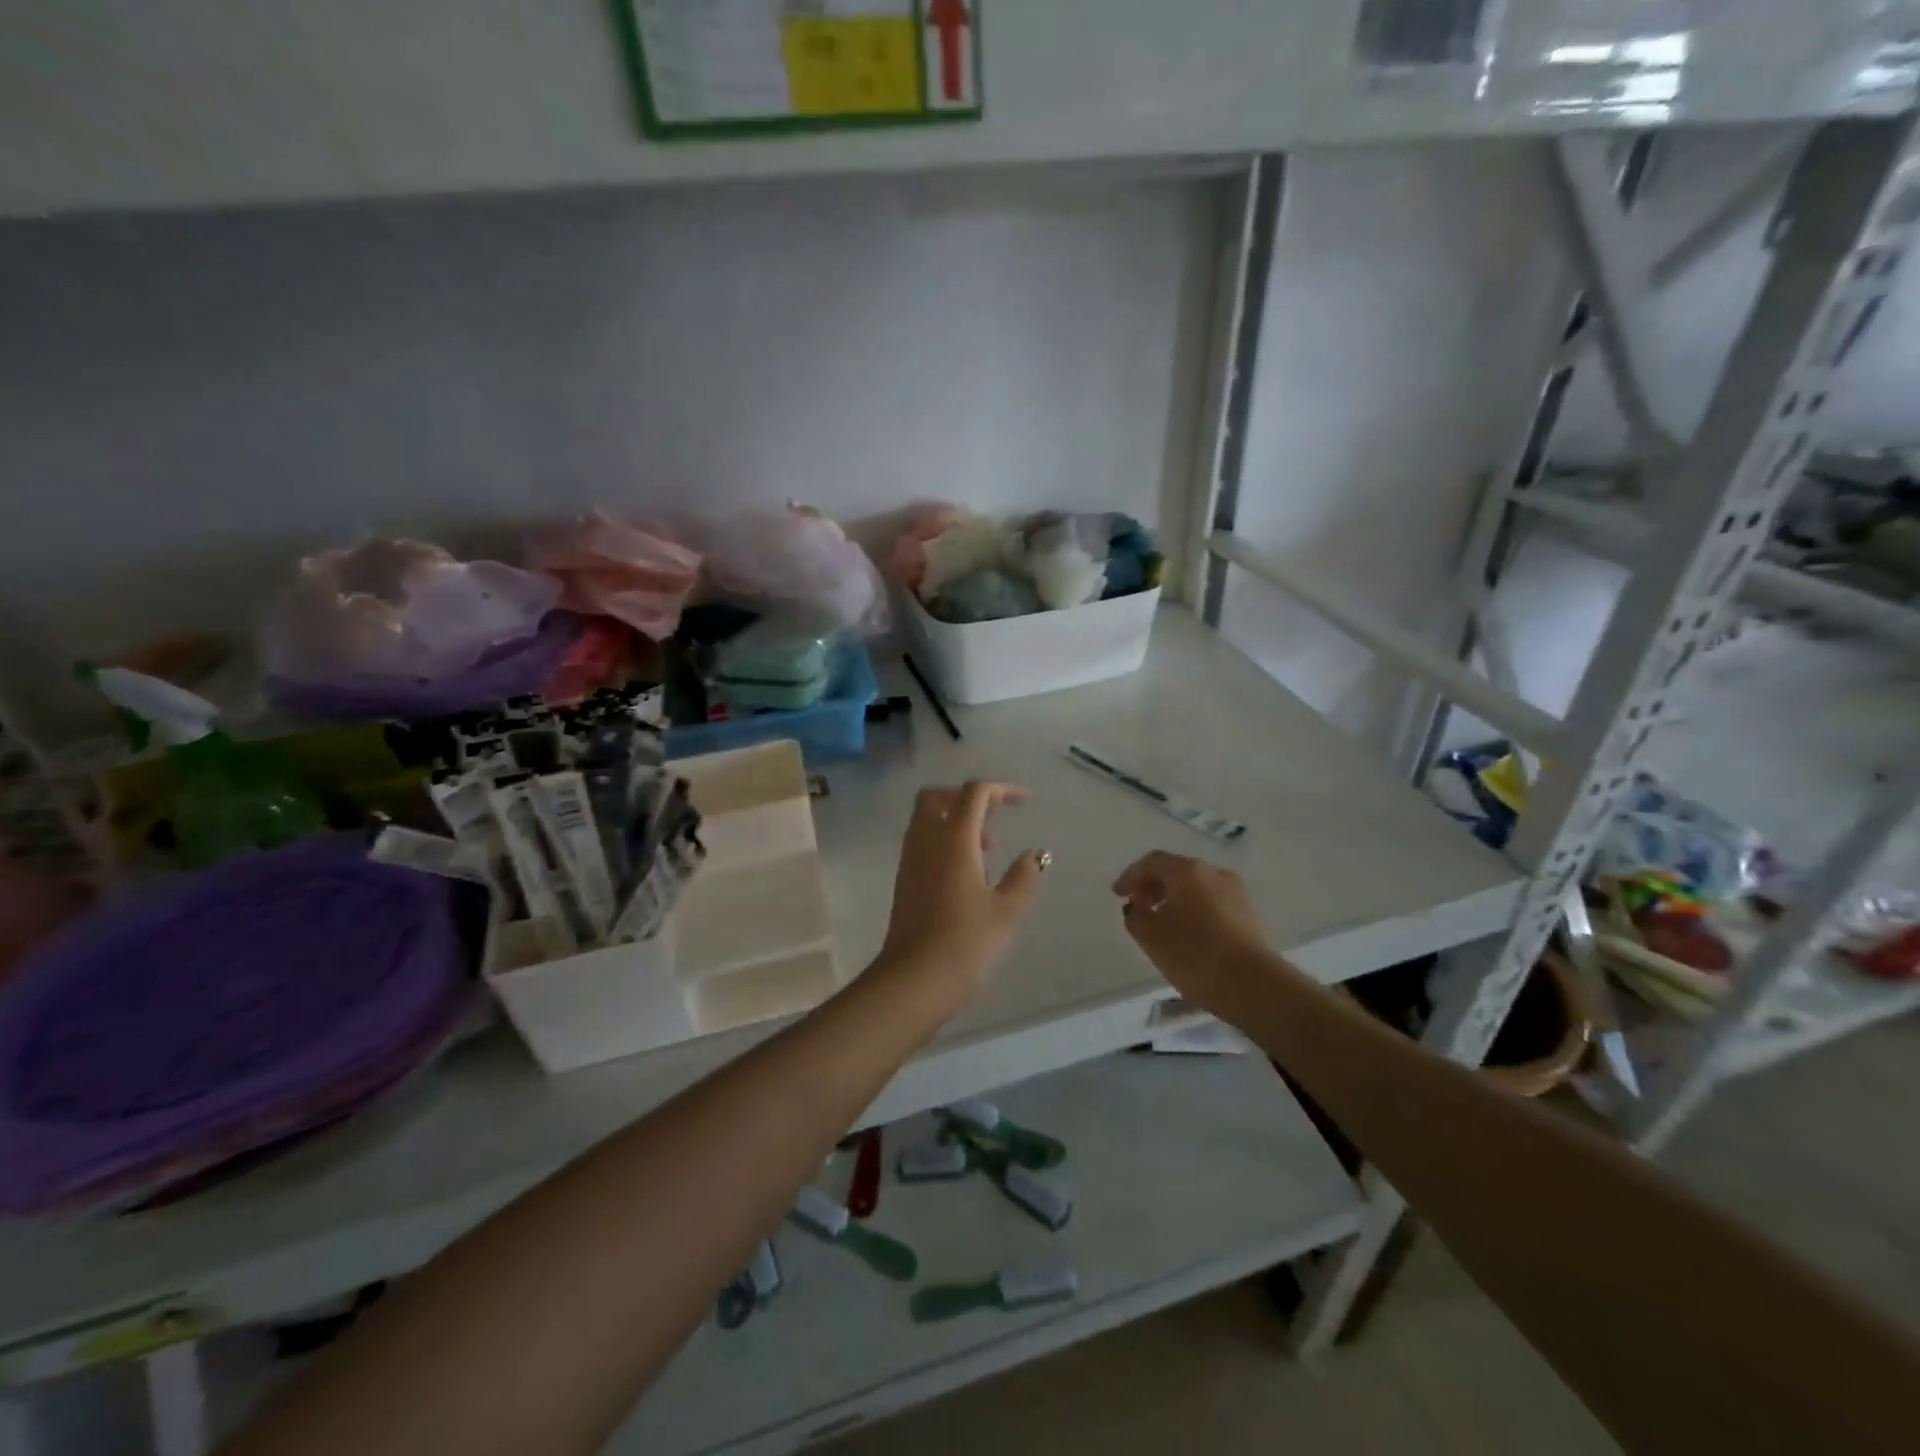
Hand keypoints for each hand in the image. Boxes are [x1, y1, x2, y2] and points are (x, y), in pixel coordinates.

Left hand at [876, 782, 1046, 1018]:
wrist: (914, 980)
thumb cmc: (965, 943)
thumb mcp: (1006, 910)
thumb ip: (1024, 876)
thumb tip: (1033, 855)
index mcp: (953, 839)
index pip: (974, 793)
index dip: (1001, 790)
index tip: (1025, 802)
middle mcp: (926, 841)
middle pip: (938, 797)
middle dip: (967, 797)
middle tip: (994, 817)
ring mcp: (910, 860)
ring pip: (926, 819)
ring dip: (955, 820)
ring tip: (987, 849)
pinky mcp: (904, 881)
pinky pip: (922, 842)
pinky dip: (944, 840)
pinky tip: (967, 872)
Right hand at [1112, 851, 1266, 1015]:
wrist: (1255, 987)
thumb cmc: (1195, 955)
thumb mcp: (1151, 937)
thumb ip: (1136, 915)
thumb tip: (1137, 906)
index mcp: (1188, 871)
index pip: (1152, 862)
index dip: (1130, 876)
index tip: (1117, 894)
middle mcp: (1215, 873)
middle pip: (1177, 871)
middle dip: (1153, 886)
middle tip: (1138, 906)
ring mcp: (1237, 894)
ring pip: (1197, 888)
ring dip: (1175, 899)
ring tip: (1162, 923)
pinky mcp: (1250, 916)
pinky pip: (1213, 904)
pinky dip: (1194, 911)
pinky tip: (1189, 935)